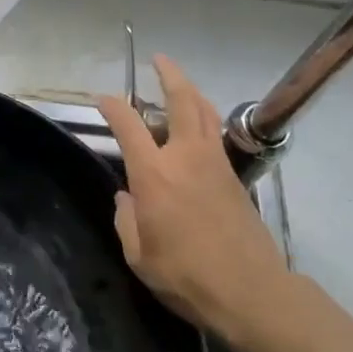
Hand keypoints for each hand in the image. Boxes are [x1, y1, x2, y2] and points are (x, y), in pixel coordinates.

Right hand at [97, 56, 290, 350]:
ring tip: (180, 83)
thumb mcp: (139, 256)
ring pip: (206, 112)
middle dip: (169, 75)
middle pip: (182, 101)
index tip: (101, 99)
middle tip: (159, 59)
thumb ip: (126, 220)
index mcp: (155, 175)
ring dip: (192, 91)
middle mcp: (186, 157)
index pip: (129, 125)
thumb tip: (127, 198)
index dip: (112, 106)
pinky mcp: (234, 177)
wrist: (250, 292)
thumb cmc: (186, 276)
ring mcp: (215, 164)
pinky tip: (198, 125)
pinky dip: (205, 118)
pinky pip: (217, 133)